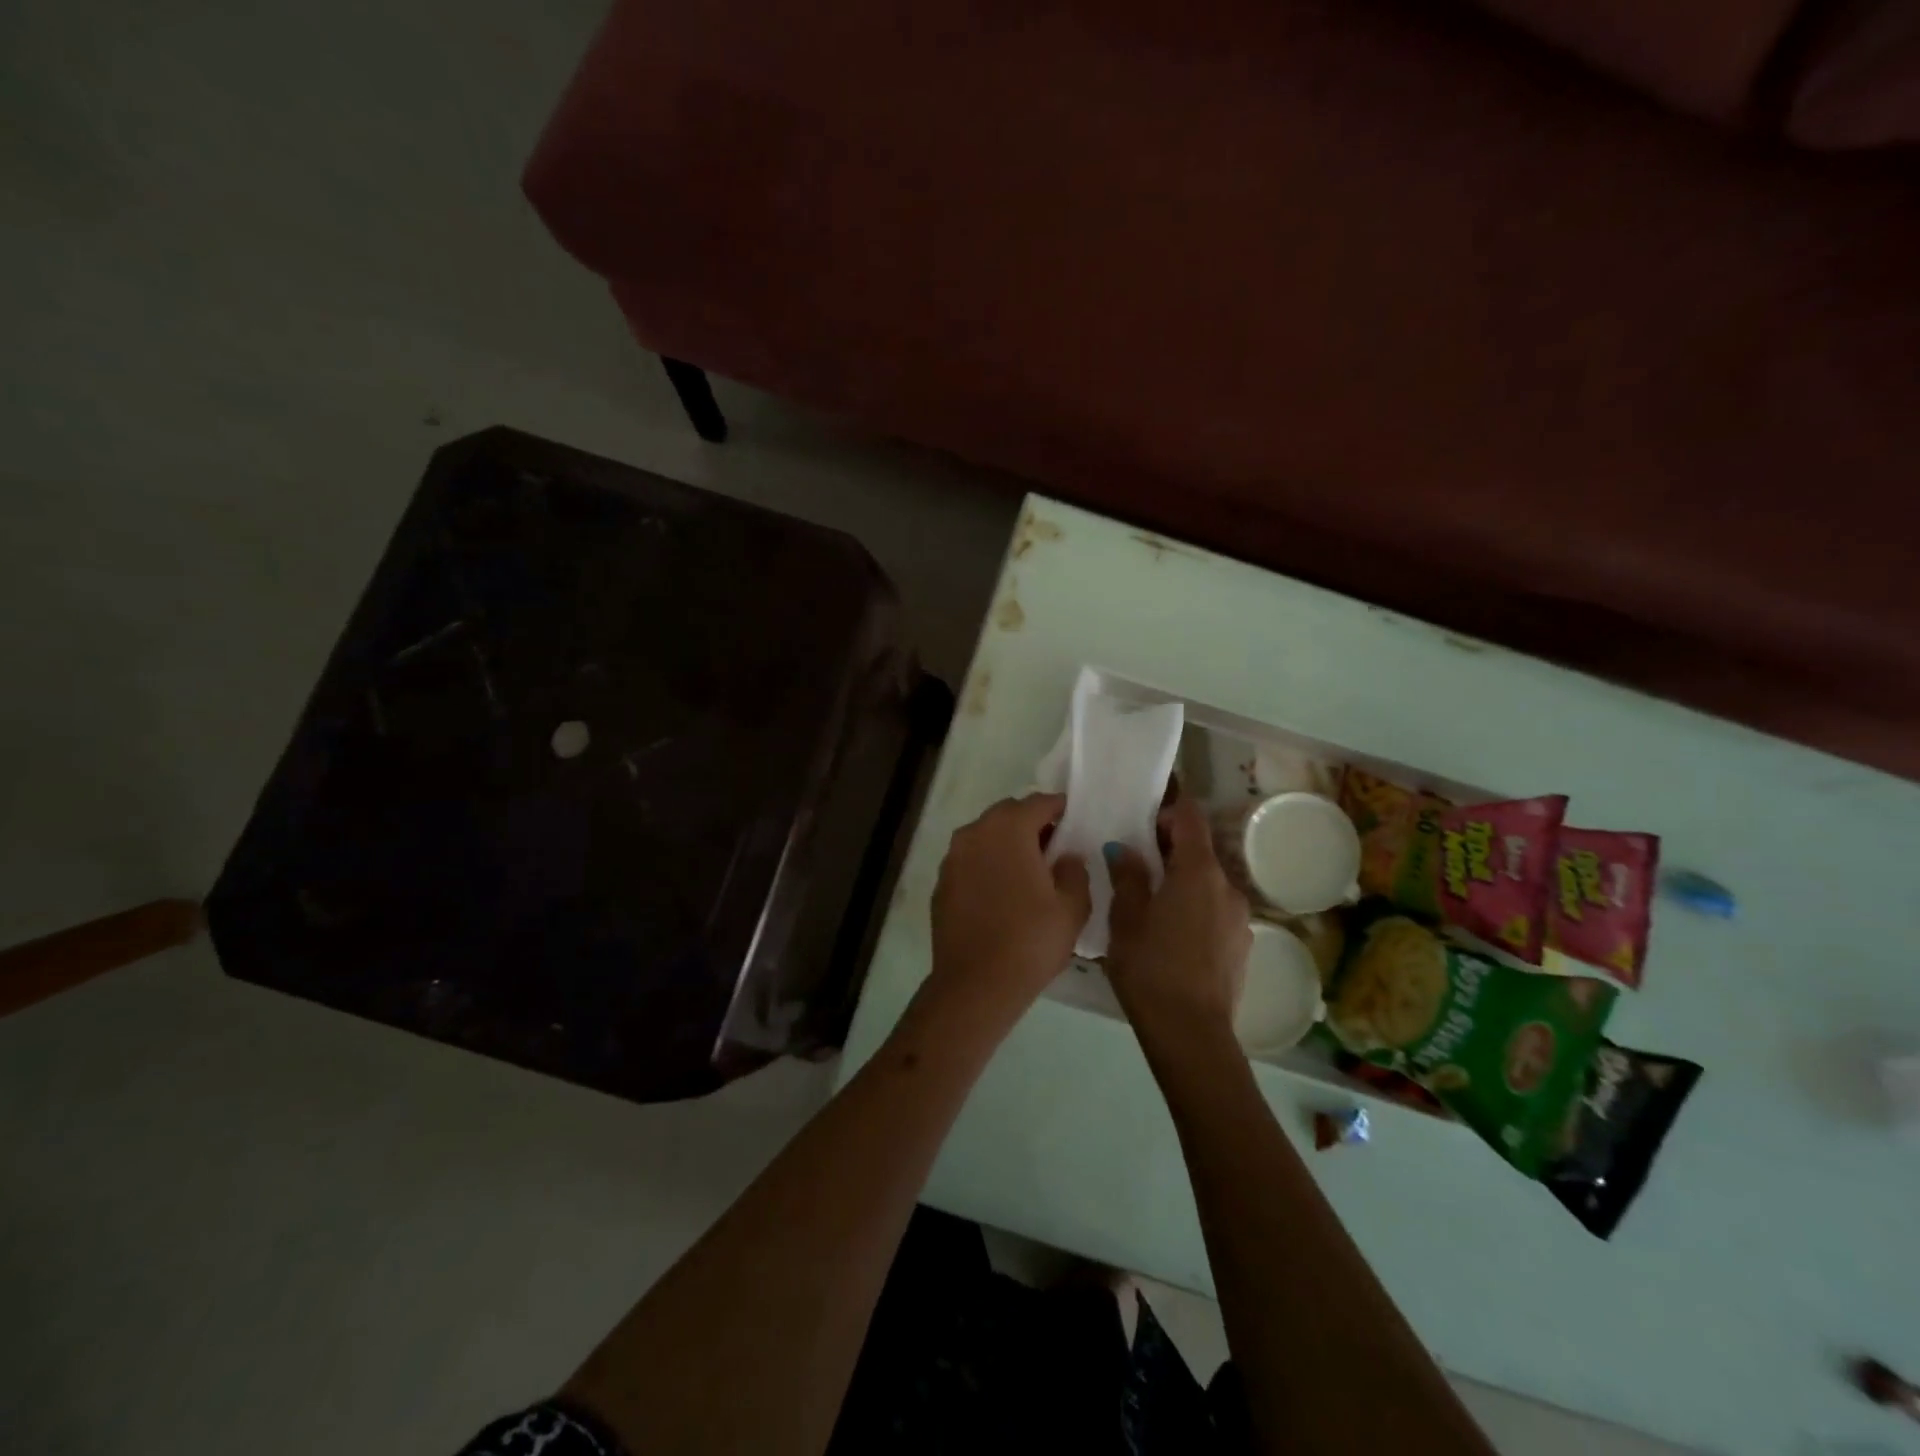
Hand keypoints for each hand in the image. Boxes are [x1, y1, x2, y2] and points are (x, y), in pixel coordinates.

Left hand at [923, 793, 1091, 1032]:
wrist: (976, 984)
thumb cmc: (1031, 940)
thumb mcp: (1072, 907)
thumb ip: (1074, 871)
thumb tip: (1066, 856)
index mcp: (1009, 829)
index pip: (1038, 803)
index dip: (1059, 808)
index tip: (1073, 820)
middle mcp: (975, 833)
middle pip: (1007, 814)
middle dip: (1030, 823)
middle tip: (1053, 846)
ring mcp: (953, 858)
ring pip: (984, 835)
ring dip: (1006, 842)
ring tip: (1027, 870)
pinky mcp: (941, 883)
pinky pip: (969, 861)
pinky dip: (986, 864)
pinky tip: (1001, 892)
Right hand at [1106, 795, 1251, 1052]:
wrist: (1191, 1033)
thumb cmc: (1151, 968)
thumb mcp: (1126, 919)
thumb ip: (1127, 877)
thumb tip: (1125, 849)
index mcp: (1198, 872)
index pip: (1191, 818)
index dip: (1168, 811)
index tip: (1143, 821)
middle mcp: (1227, 886)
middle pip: (1200, 851)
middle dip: (1170, 850)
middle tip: (1135, 864)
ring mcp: (1240, 918)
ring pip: (1208, 884)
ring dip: (1183, 882)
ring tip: (1151, 905)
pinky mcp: (1242, 945)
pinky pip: (1215, 911)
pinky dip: (1195, 909)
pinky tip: (1171, 936)